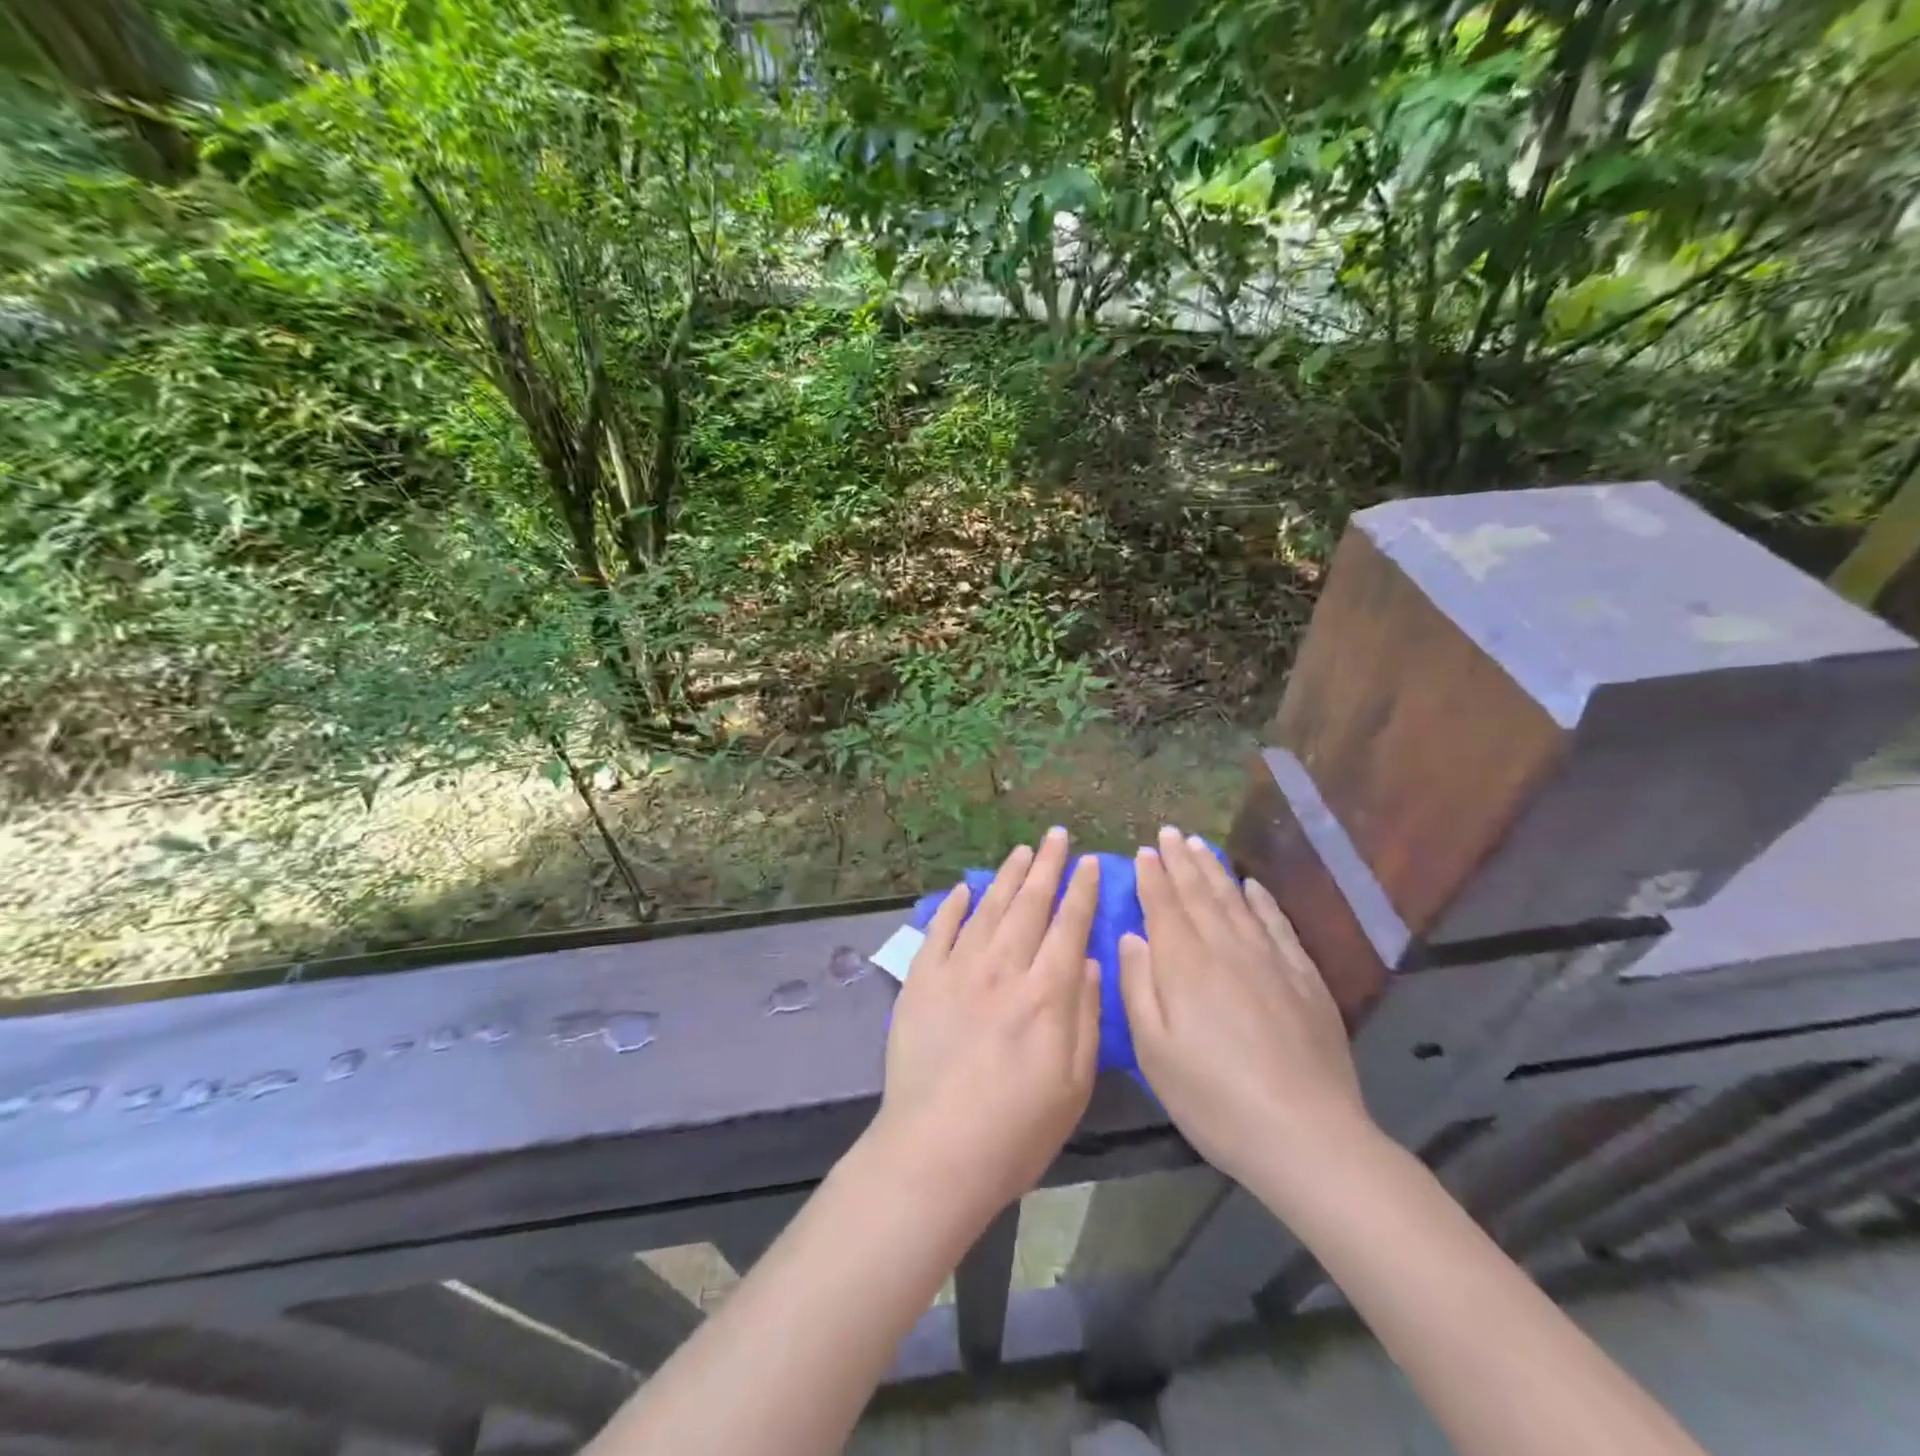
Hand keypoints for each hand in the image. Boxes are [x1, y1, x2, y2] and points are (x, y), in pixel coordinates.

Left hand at [868, 828, 1101, 1225]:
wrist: (936, 1150)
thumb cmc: (1017, 1129)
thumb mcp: (1074, 1083)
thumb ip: (1084, 1014)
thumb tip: (1086, 959)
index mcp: (1046, 992)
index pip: (1069, 925)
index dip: (1082, 890)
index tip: (1090, 862)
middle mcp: (1003, 967)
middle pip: (1030, 903)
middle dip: (1047, 866)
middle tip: (1056, 836)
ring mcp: (958, 969)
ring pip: (988, 908)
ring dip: (1006, 876)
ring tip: (1021, 851)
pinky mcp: (922, 980)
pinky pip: (940, 930)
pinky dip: (954, 905)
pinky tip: (965, 889)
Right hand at [1119, 826, 1370, 1190]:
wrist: (1306, 1134)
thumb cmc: (1213, 1097)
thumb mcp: (1154, 1050)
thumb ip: (1138, 986)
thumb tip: (1131, 936)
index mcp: (1184, 964)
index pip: (1164, 905)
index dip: (1152, 876)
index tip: (1144, 850)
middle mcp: (1226, 948)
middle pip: (1200, 893)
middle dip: (1181, 861)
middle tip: (1170, 833)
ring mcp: (1270, 960)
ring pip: (1236, 901)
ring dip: (1215, 871)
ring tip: (1201, 846)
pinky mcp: (1304, 978)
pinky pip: (1278, 925)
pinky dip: (1262, 901)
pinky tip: (1253, 887)